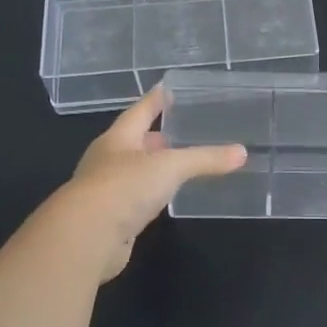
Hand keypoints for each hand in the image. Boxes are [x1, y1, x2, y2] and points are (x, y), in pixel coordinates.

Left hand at [59, 87, 245, 281]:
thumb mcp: (169, 167)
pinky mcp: (110, 220)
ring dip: (152, 167)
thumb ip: (205, 159)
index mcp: (118, 139)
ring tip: (176, 163)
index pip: (139, 111)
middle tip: (178, 129)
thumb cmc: (123, 188)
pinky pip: (135, 200)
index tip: (167, 87)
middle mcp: (108, 161)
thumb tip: (242, 152)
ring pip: (134, 172)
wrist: (85, 239)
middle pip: (134, 142)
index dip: (155, 99)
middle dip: (155, 136)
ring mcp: (106, 191)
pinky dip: (150, 195)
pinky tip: (164, 198)